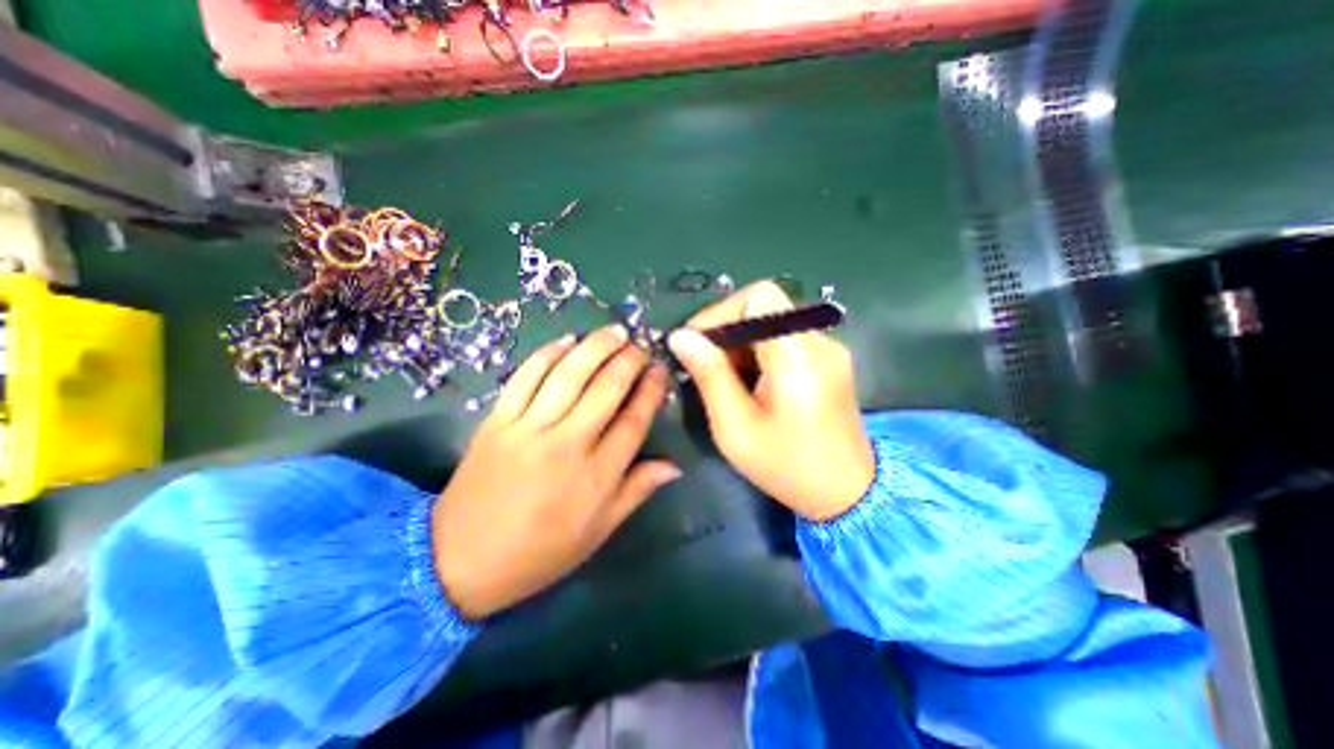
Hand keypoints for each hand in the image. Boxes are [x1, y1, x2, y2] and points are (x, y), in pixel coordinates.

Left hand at [429, 326, 671, 618]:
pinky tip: (567, 340)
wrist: (459, 562)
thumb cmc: (539, 553)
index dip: (651, 390)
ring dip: (595, 347)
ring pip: (569, 376)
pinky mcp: (496, 422)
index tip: (660, 370)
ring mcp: (528, 429)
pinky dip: (547, 355)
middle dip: (628, 360)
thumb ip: (637, 492)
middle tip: (640, 344)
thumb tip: (675, 466)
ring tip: (614, 332)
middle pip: (605, 389)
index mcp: (596, 477)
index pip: (634, 420)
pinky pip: (525, 379)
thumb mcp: (598, 532)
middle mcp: (567, 445)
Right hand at [667, 280, 877, 520]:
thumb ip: (710, 376)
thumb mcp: (736, 428)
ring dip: (741, 344)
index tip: (696, 343)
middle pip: (764, 307)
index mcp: (798, 356)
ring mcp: (829, 349)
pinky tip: (750, 384)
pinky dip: (759, 353)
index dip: (722, 312)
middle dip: (727, 331)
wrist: (849, 494)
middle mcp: (819, 342)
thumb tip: (682, 337)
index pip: (759, 296)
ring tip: (726, 381)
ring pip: (772, 323)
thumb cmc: (788, 467)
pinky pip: (785, 339)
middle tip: (705, 367)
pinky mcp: (829, 360)